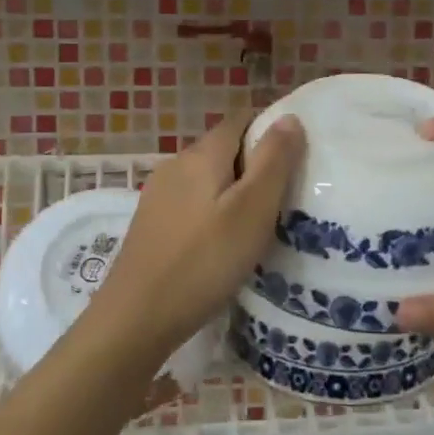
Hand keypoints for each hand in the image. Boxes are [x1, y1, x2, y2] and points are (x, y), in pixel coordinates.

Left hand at [98, 110, 305, 359]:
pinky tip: (224, 243)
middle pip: (224, 149)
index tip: (296, 159)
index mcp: (201, 154)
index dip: (270, 130)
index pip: (241, 120)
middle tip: (285, 198)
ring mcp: (159, 194)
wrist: (136, 317)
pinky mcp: (152, 223)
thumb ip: (274, 161)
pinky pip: (193, 202)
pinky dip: (214, 211)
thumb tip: (289, 117)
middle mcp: (176, 164)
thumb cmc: (204, 261)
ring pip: (208, 178)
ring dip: (235, 191)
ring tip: (259, 224)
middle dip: (255, 164)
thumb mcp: (252, 210)